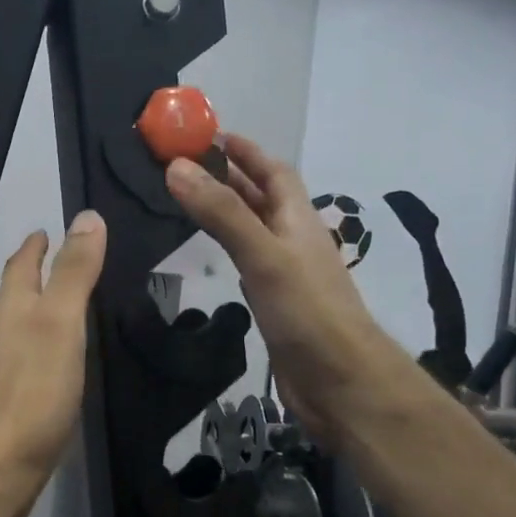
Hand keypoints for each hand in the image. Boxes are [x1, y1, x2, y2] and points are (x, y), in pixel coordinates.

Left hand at [0, 210, 107, 516]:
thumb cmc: (31, 392)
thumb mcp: (60, 324)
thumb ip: (74, 274)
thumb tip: (87, 216)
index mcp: (11, 311)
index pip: (21, 266)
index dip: (35, 245)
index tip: (46, 230)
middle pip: (13, 296)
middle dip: (32, 275)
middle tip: (56, 261)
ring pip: (15, 331)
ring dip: (33, 313)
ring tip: (60, 308)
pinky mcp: (4, 408)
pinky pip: (22, 366)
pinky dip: (37, 351)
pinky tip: (51, 365)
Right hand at [165, 135, 394, 448]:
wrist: (339, 380)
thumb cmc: (306, 311)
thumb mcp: (262, 254)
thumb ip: (222, 213)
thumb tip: (176, 167)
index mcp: (297, 220)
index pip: (273, 172)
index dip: (245, 151)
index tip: (209, 135)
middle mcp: (294, 241)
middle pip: (263, 199)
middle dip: (230, 178)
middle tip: (186, 166)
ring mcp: (287, 276)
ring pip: (256, 232)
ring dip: (230, 213)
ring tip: (193, 203)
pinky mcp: (277, 306)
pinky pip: (251, 266)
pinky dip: (231, 251)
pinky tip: (217, 258)